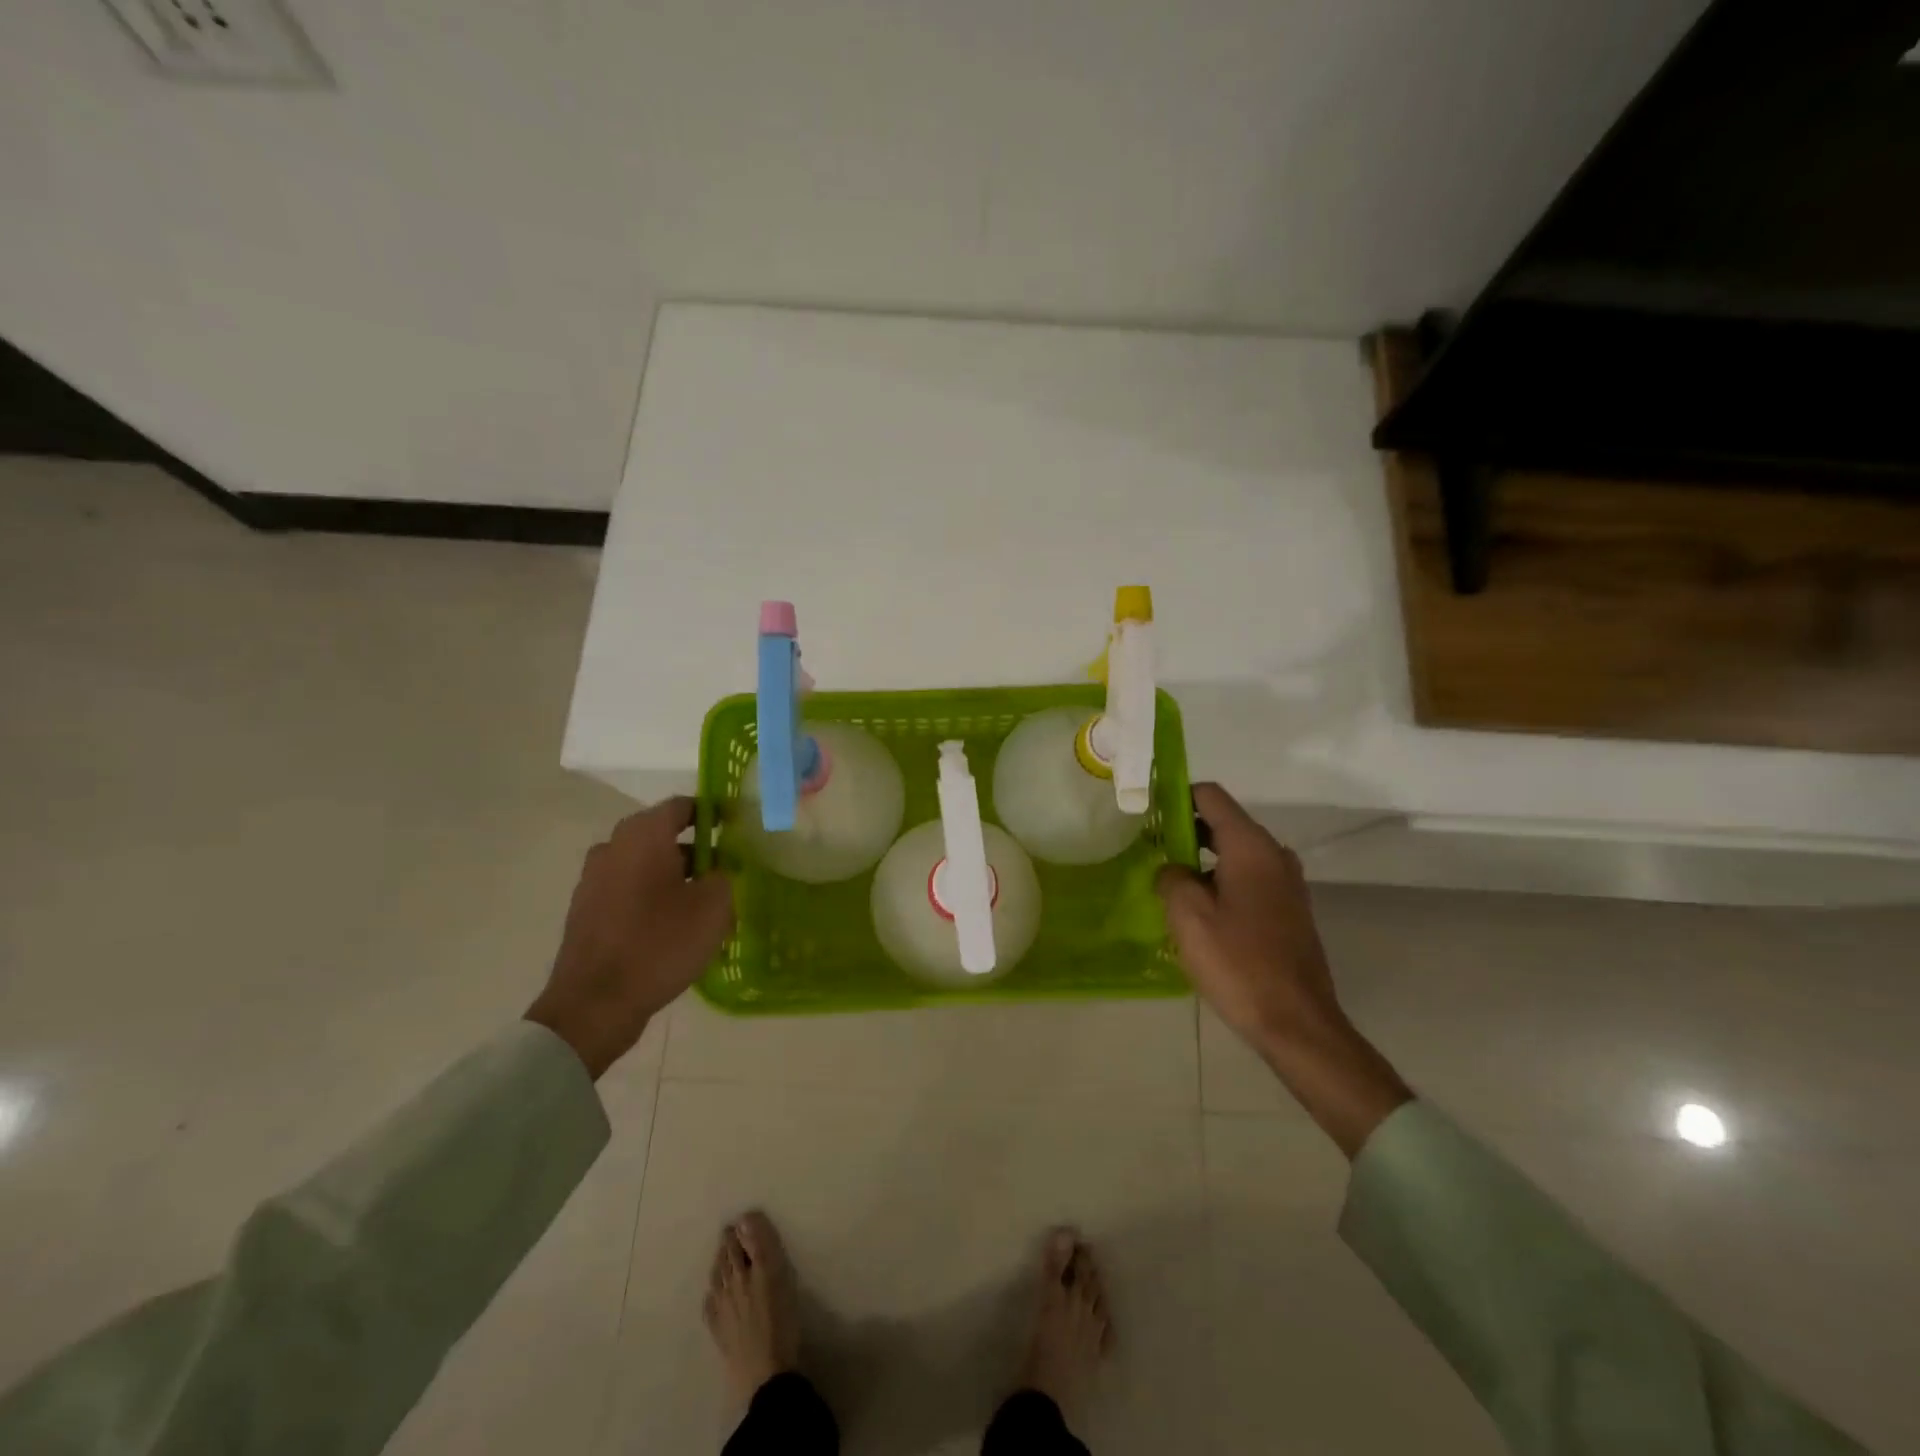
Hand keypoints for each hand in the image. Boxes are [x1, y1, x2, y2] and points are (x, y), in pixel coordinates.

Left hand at [526, 797, 733, 1078]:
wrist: (595, 1004)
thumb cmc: (660, 943)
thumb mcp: (714, 906)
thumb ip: (724, 876)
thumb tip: (719, 869)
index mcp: (643, 835)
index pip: (682, 806)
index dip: (713, 813)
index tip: (737, 828)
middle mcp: (613, 847)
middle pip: (661, 836)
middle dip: (695, 848)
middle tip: (726, 868)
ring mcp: (594, 880)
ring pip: (644, 865)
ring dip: (673, 875)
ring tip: (704, 901)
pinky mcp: (586, 911)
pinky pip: (628, 890)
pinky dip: (652, 897)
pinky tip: (674, 924)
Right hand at [1154, 783, 1342, 1048]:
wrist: (1297, 1023)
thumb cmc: (1238, 963)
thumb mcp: (1188, 916)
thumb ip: (1172, 877)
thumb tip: (1173, 869)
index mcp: (1251, 847)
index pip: (1210, 796)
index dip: (1176, 796)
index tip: (1147, 812)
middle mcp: (1274, 855)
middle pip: (1223, 823)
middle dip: (1184, 830)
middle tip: (1149, 851)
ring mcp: (1286, 883)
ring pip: (1235, 853)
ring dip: (1201, 860)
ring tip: (1168, 883)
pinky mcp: (1289, 910)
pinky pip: (1248, 878)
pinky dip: (1221, 881)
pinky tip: (1198, 911)